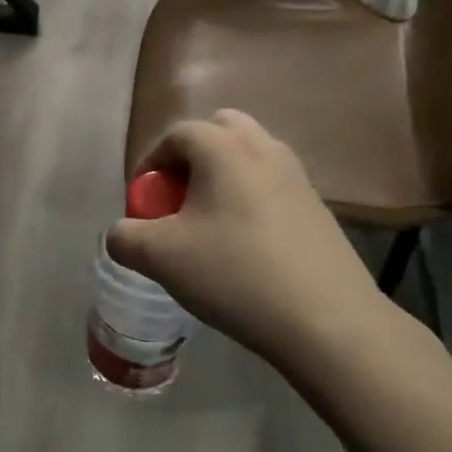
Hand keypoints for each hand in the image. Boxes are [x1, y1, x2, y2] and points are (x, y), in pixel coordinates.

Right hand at [107, 111, 387, 362]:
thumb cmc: (235, 274)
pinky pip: (273, 185)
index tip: (143, 199)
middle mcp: (263, 148)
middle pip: (220, 129)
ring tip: (211, 222)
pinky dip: (251, 198)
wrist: (328, 321)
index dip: (151, 163)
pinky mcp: (319, 207)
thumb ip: (125, 238)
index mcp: (223, 148)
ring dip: (224, 175)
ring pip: (250, 155)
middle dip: (193, 156)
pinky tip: (247, 246)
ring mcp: (298, 176)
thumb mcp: (160, 257)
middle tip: (180, 197)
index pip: (176, 134)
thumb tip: (122, 233)